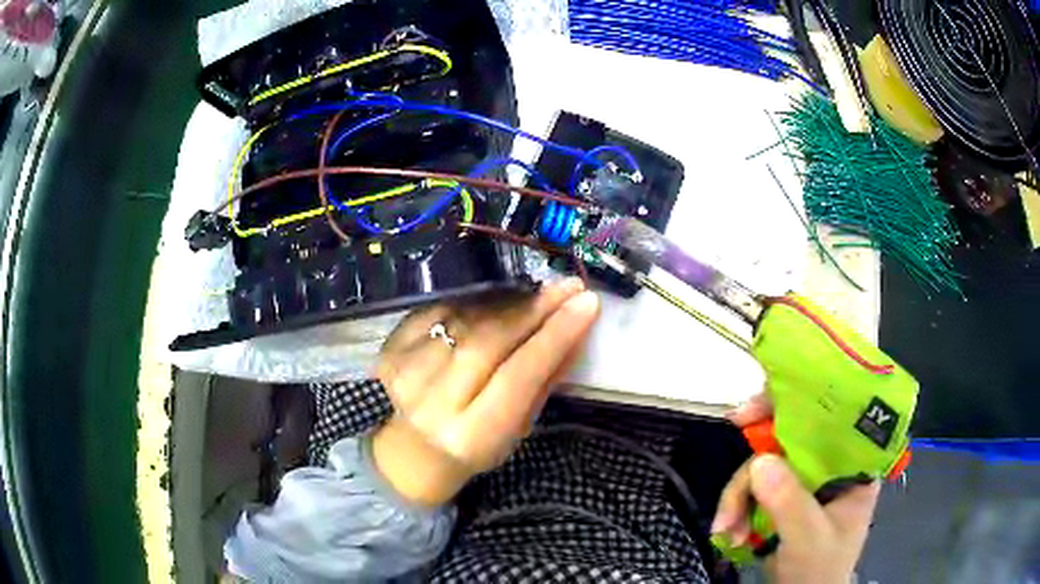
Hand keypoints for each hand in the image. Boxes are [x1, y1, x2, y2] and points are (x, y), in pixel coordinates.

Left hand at [372, 278, 599, 506]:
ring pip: (466, 320)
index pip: (519, 376)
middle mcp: (433, 403)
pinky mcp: (392, 348)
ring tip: (538, 292)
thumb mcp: (520, 426)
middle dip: (533, 309)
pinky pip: (441, 310)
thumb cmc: (478, 444)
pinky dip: (474, 302)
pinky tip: (498, 299)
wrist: (416, 448)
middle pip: (489, 341)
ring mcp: (406, 372)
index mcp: (471, 435)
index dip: (555, 336)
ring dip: (507, 301)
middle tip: (567, 287)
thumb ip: (547, 378)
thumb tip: (578, 324)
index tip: (586, 302)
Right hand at [713, 396, 879, 582]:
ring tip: (726, 529)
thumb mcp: (809, 538)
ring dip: (738, 496)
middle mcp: (829, 465)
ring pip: (764, 466)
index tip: (751, 413)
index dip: (792, 404)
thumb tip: (759, 461)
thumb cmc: (821, 570)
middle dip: (752, 463)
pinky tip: (729, 531)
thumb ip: (790, 503)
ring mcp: (804, 482)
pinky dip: (736, 507)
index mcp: (853, 463)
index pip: (828, 415)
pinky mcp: (782, 499)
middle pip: (787, 439)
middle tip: (729, 478)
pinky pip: (753, 488)